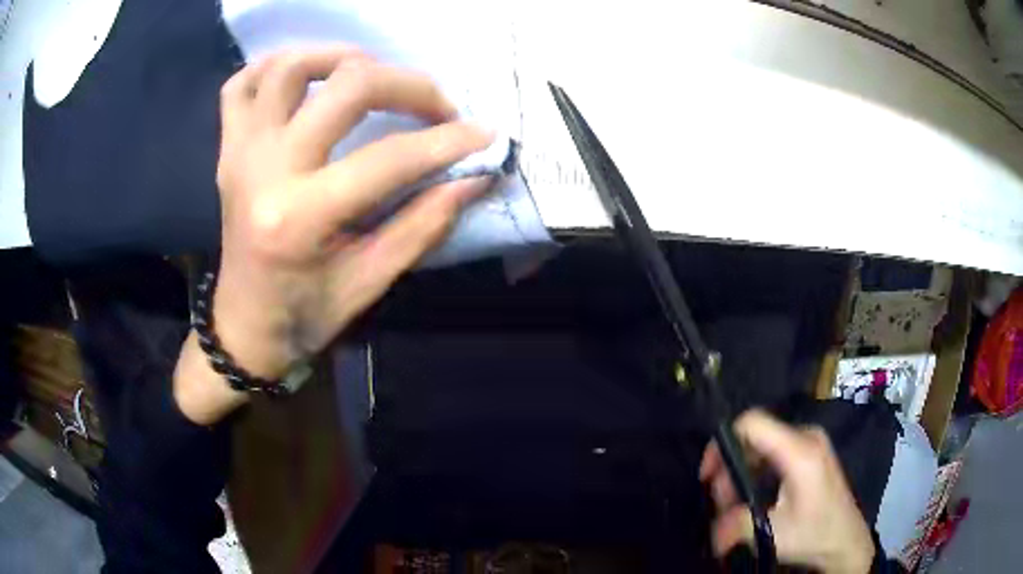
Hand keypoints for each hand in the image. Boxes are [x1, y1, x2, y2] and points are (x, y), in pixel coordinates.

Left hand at [174, 47, 493, 423]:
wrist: (243, 325)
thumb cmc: (305, 313)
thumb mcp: (370, 282)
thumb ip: (424, 225)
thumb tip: (475, 176)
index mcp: (299, 218)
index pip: (387, 158)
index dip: (446, 141)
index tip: (483, 135)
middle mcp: (265, 170)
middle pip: (345, 87)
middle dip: (407, 85)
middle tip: (434, 105)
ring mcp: (240, 151)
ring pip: (288, 67)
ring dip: (340, 56)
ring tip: (373, 75)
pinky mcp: (228, 148)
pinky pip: (240, 85)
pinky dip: (274, 67)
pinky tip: (306, 79)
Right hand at [699, 409, 874, 573]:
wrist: (846, 540)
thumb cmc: (815, 533)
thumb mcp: (774, 534)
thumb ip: (737, 525)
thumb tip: (713, 527)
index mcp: (800, 451)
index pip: (752, 423)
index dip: (723, 443)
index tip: (709, 475)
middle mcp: (806, 436)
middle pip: (755, 436)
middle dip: (731, 467)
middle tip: (723, 502)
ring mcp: (811, 442)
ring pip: (763, 444)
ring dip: (743, 472)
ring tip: (736, 503)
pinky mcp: (812, 452)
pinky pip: (775, 450)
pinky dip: (757, 471)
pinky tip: (755, 496)